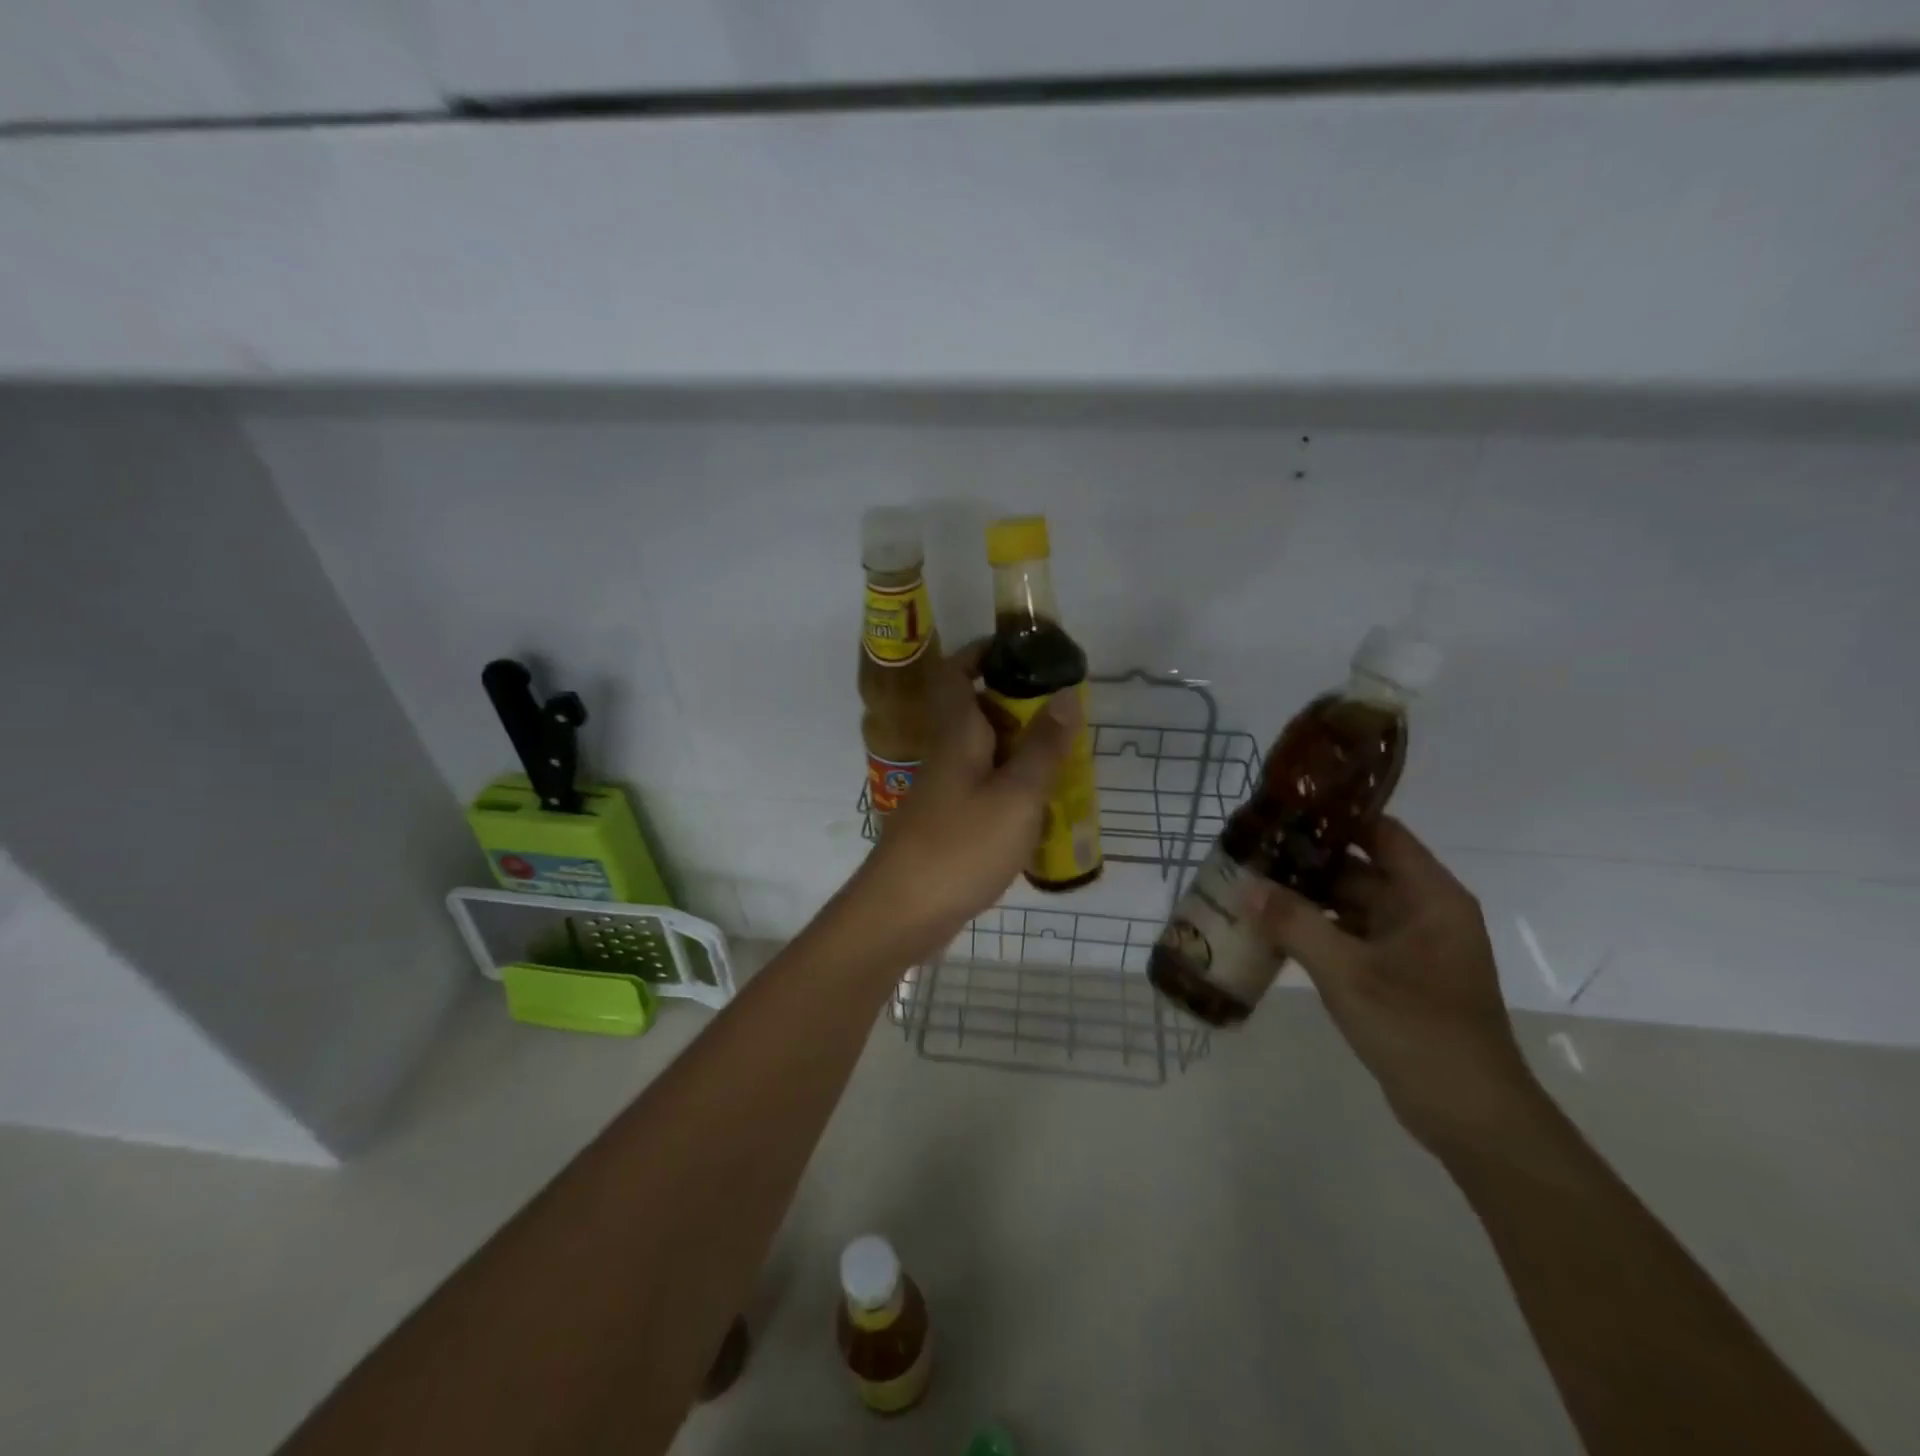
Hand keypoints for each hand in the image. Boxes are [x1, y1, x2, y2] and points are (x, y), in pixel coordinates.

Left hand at [852, 642, 1080, 960]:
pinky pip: (986, 788)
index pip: (957, 673)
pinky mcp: (949, 821)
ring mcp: (946, 790)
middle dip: (1021, 706)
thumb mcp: (1016, 796)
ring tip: (1067, 760)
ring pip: (987, 753)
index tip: (1026, 653)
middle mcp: (947, 753)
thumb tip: (1066, 694)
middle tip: (1067, 717)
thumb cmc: (960, 846)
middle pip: (979, 712)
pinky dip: (1014, 787)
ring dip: (1023, 750)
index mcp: (957, 734)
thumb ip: (1043, 747)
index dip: (984, 654)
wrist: (902, 912)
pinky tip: (1042, 808)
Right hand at [1242, 817, 1543, 1152]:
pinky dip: (1316, 932)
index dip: (1335, 819)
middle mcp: (1424, 912)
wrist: (1471, 1116)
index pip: (1381, 833)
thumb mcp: (1348, 972)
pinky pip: (1351, 938)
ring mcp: (1411, 946)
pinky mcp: (1397, 976)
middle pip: (1360, 869)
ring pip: (1351, 906)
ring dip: (1307, 900)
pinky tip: (1273, 933)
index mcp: (1430, 896)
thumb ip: (1295, 923)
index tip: (1282, 812)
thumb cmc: (1418, 1029)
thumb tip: (1246, 885)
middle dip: (1306, 863)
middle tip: (1252, 854)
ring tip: (1252, 888)